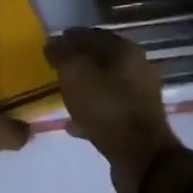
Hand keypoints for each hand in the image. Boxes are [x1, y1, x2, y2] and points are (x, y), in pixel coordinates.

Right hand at [45, 28, 180, 192]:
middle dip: (77, 63)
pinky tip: (72, 123)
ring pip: (104, 85)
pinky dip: (90, 112)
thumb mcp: (74, 74)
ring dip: (84, 88)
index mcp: (126, 50)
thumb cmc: (106, 107)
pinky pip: (108, 110)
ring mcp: (140, 97)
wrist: (141, 158)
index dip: (70, 37)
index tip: (51, 45)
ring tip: (61, 95)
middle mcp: (137, 69)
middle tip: (55, 69)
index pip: (93, 34)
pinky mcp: (137, 123)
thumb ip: (61, 54)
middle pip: (101, 60)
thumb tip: (53, 42)